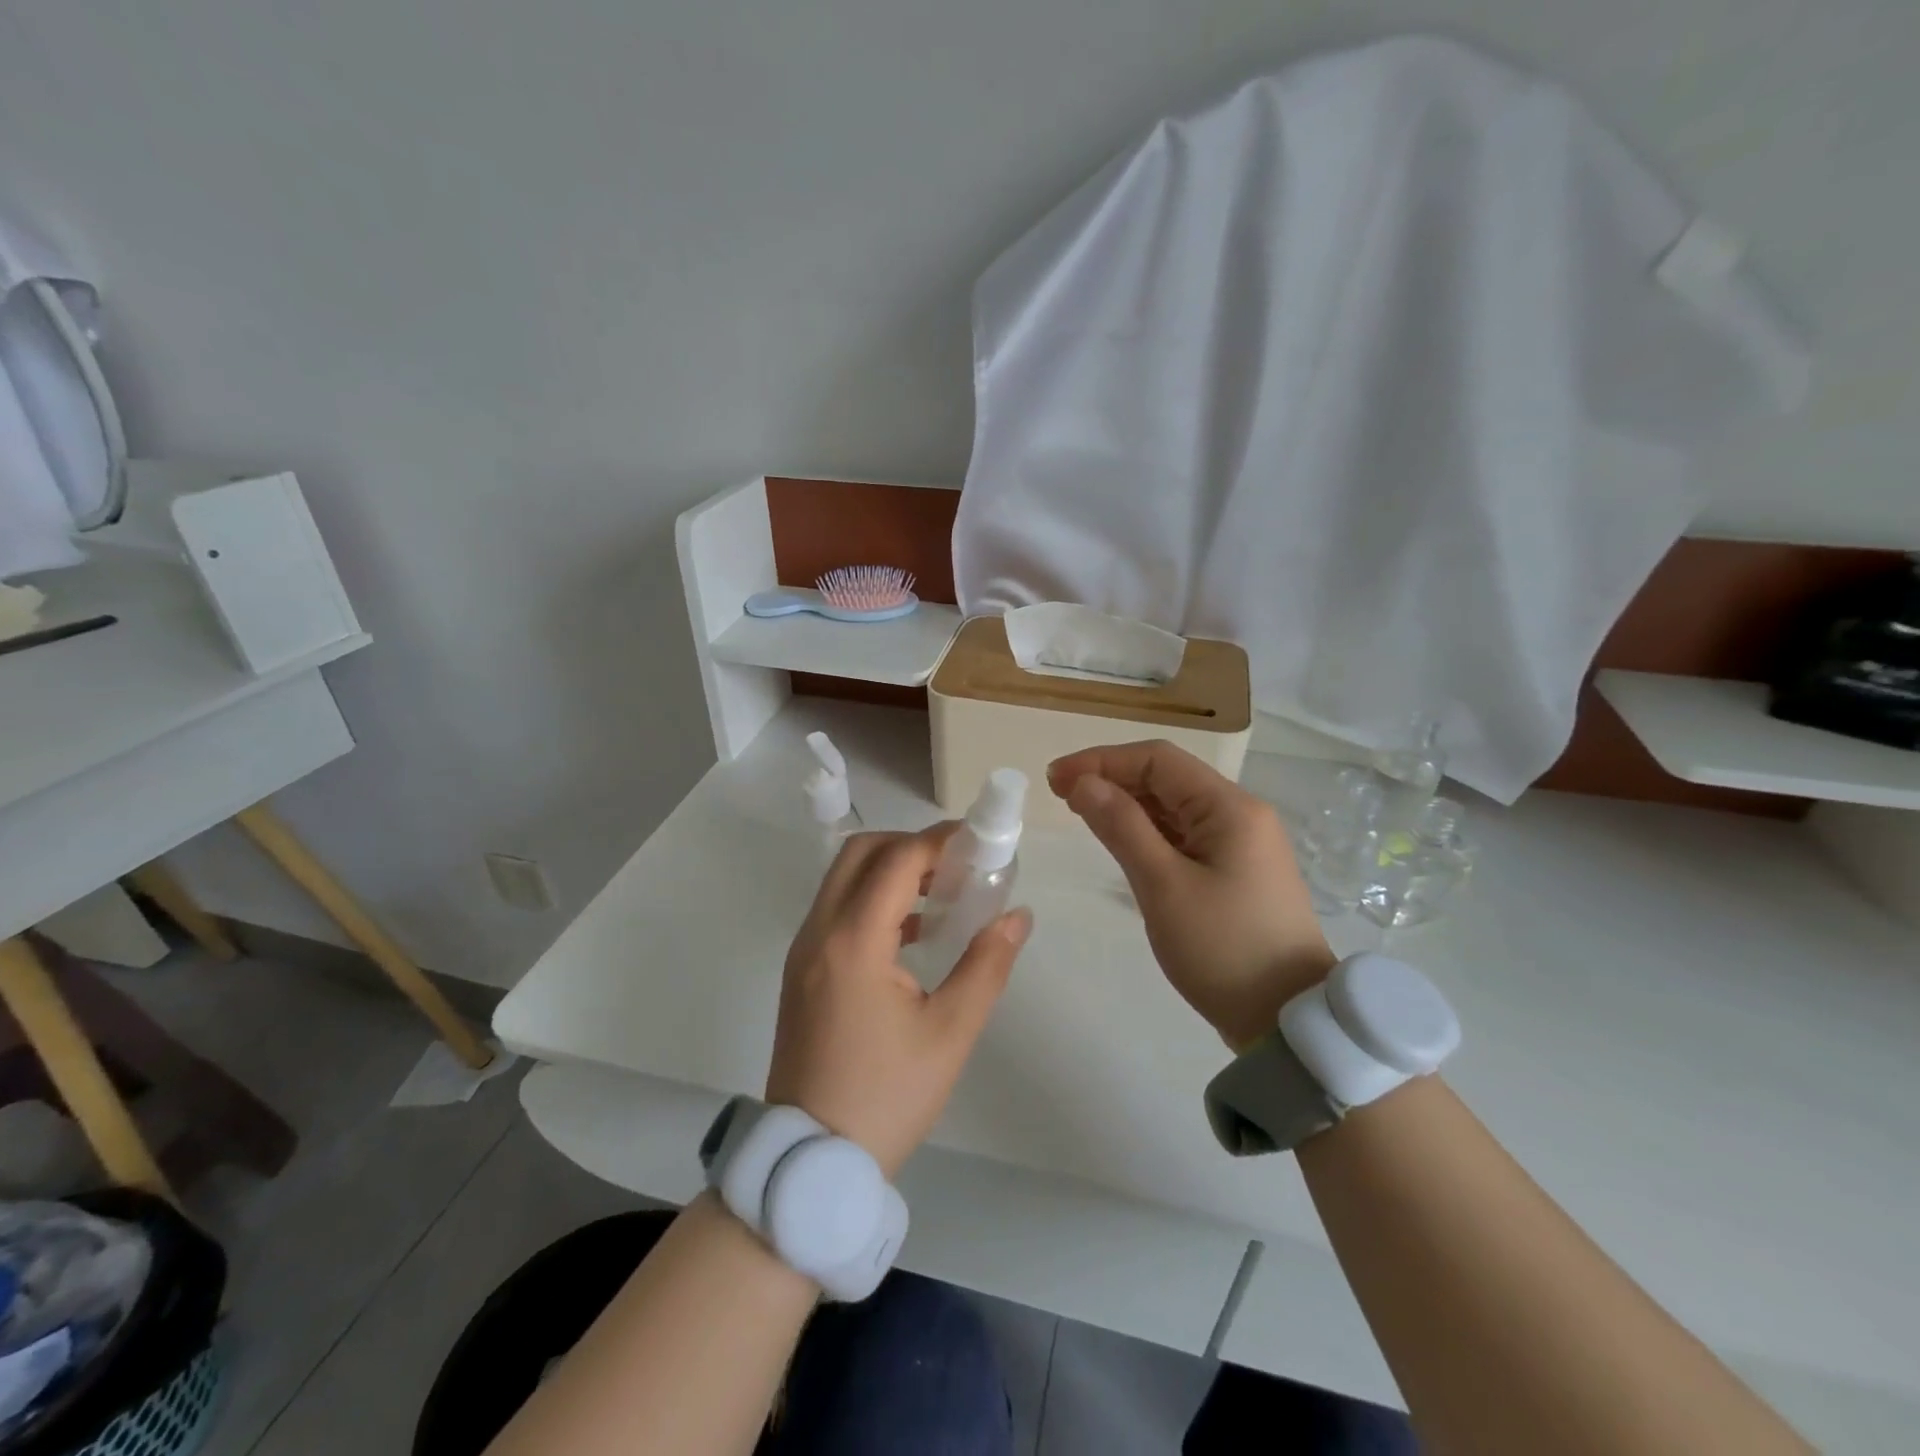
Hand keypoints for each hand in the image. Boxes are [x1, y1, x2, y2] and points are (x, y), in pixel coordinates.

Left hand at [766, 826, 1031, 1176]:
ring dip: (891, 870)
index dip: (940, 841)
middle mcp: (820, 932)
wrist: (812, 1158)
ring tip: (944, 893)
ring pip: (843, 878)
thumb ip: (986, 965)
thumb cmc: (887, 1096)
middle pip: (860, 852)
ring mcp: (804, 950)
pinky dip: (873, 899)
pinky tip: (914, 931)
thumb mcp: (950, 1033)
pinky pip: (836, 909)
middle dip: (911, 846)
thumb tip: (1017, 916)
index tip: (980, 843)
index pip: (897, 860)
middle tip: (957, 864)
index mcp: (854, 941)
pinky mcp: (802, 969)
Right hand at [1049, 741, 1333, 1051]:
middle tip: (1060, 795)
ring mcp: (1240, 843)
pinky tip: (1120, 838)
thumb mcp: (1163, 886)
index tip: (1056, 778)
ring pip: (1174, 807)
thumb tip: (1083, 783)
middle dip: (1112, 779)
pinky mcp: (1234, 870)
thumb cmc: (1222, 948)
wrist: (1288, 1020)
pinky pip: (1184, 835)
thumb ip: (1121, 826)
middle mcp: (1239, 814)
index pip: (1157, 760)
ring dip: (1127, 804)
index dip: (1102, 760)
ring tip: (1081, 812)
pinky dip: (1148, 831)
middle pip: (1167, 779)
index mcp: (1229, 807)